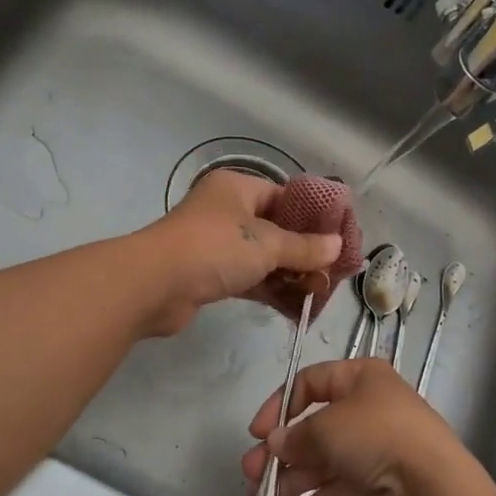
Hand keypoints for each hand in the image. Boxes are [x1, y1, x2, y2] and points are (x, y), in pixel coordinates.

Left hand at [134, 169, 342, 336]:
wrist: (154, 285)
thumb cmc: (214, 249)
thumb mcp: (267, 244)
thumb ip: (304, 247)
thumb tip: (337, 245)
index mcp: (238, 188)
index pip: (285, 196)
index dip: (314, 217)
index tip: (341, 237)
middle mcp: (226, 211)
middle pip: (276, 229)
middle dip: (305, 252)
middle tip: (335, 271)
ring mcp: (216, 244)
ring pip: (263, 257)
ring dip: (290, 275)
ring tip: (322, 293)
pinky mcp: (209, 274)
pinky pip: (249, 278)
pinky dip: (271, 290)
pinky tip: (298, 307)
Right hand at [240, 358, 476, 495]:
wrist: (434, 485)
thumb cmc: (377, 435)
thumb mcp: (327, 427)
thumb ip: (296, 436)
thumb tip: (275, 443)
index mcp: (361, 378)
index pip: (310, 382)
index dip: (280, 405)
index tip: (257, 432)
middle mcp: (368, 408)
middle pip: (314, 428)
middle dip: (280, 453)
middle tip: (251, 473)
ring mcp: (376, 447)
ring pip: (324, 462)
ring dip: (291, 481)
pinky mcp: (381, 482)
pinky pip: (339, 488)